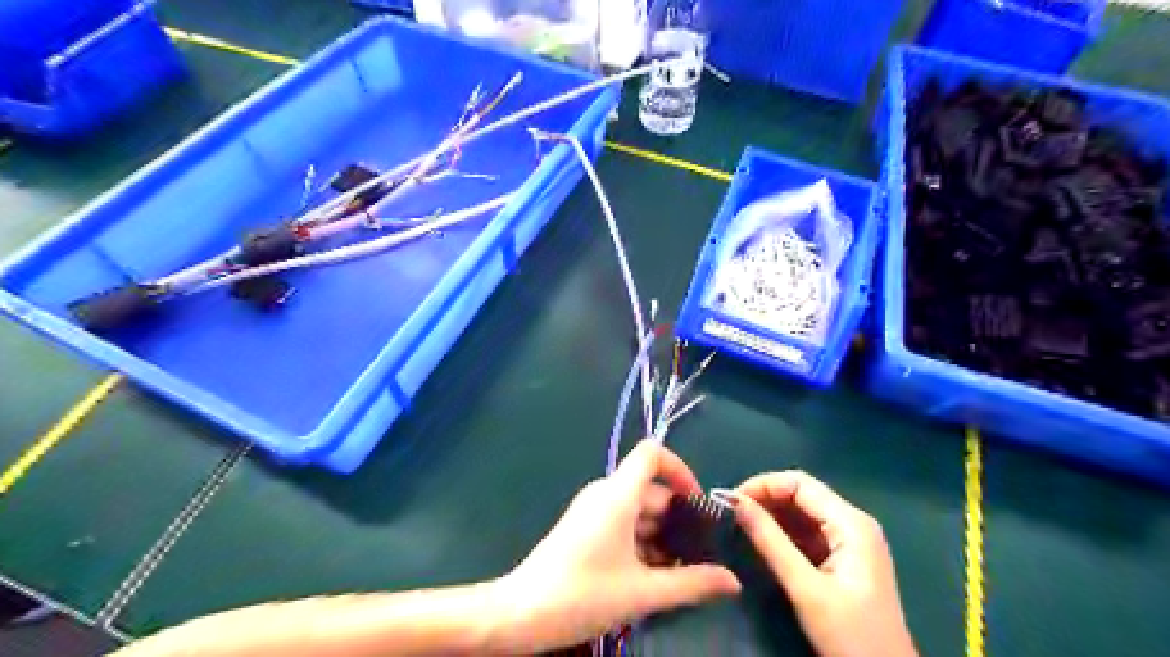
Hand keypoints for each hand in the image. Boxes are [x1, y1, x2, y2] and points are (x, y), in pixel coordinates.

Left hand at [496, 443, 737, 651]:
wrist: (521, 614)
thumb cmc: (582, 595)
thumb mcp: (642, 592)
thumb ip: (691, 584)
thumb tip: (733, 581)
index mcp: (617, 495)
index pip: (652, 454)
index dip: (681, 469)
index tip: (699, 505)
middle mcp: (605, 494)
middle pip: (651, 490)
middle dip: (678, 519)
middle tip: (701, 555)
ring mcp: (593, 511)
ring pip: (638, 511)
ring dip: (661, 537)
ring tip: (681, 574)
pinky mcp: (585, 528)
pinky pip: (623, 524)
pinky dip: (642, 544)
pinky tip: (654, 578)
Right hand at [727, 472, 911, 656]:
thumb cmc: (850, 635)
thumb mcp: (805, 587)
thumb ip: (770, 541)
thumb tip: (734, 502)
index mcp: (852, 523)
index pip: (800, 483)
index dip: (763, 485)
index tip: (731, 501)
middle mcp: (854, 523)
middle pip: (803, 494)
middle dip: (766, 499)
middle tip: (732, 514)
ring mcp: (852, 540)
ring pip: (804, 513)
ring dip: (773, 515)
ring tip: (741, 526)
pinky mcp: (846, 558)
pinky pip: (810, 532)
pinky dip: (785, 533)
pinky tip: (763, 541)